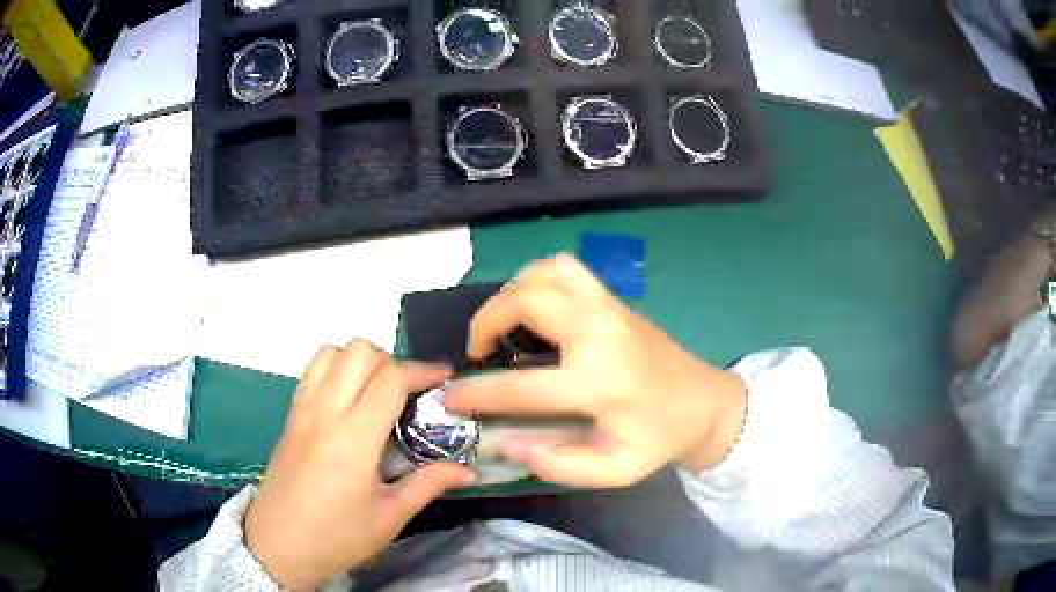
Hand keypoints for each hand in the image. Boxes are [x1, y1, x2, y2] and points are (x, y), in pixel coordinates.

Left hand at [244, 340, 473, 589]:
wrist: (277, 546)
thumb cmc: (335, 537)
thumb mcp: (388, 518)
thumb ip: (428, 485)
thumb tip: (467, 471)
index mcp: (353, 438)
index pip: (389, 379)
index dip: (422, 371)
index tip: (444, 380)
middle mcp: (325, 412)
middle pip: (358, 351)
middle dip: (391, 361)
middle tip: (408, 392)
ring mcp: (302, 410)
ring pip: (331, 352)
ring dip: (359, 361)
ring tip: (376, 392)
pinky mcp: (290, 416)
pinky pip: (312, 371)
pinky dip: (335, 369)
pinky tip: (348, 401)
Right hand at [445, 254, 746, 487]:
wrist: (704, 403)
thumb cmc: (659, 439)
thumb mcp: (615, 471)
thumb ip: (559, 465)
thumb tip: (506, 443)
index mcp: (599, 382)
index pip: (521, 386)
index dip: (476, 393)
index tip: (449, 397)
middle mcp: (600, 333)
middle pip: (527, 300)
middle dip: (486, 320)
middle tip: (477, 350)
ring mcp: (608, 307)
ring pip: (545, 272)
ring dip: (511, 292)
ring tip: (503, 324)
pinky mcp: (613, 298)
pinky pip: (566, 268)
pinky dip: (538, 276)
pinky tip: (534, 306)